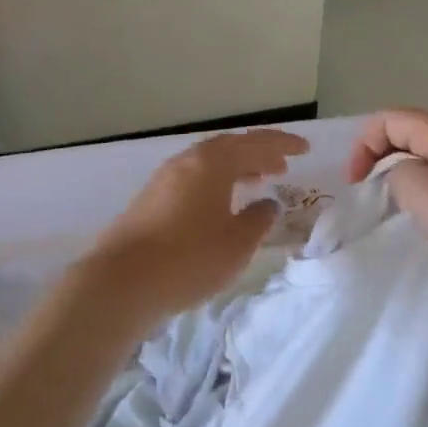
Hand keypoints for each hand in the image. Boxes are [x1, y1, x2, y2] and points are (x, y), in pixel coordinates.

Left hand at [79, 129, 309, 325]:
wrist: (121, 282)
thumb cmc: (189, 259)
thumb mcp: (236, 244)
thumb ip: (258, 220)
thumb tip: (267, 203)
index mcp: (212, 163)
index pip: (256, 144)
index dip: (283, 145)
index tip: (306, 149)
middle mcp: (187, 162)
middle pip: (229, 148)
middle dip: (258, 154)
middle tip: (282, 166)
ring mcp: (164, 179)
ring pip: (209, 163)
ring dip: (236, 168)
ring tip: (256, 181)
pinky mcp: (150, 199)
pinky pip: (194, 178)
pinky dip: (216, 182)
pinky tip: (220, 203)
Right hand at [348, 110, 427, 306]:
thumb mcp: (424, 197)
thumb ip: (398, 173)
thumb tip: (400, 173)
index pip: (390, 119)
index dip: (364, 145)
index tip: (355, 183)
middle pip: (408, 131)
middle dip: (379, 154)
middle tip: (366, 190)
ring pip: (426, 153)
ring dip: (401, 170)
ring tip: (390, 201)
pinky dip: (423, 184)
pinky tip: (424, 212)